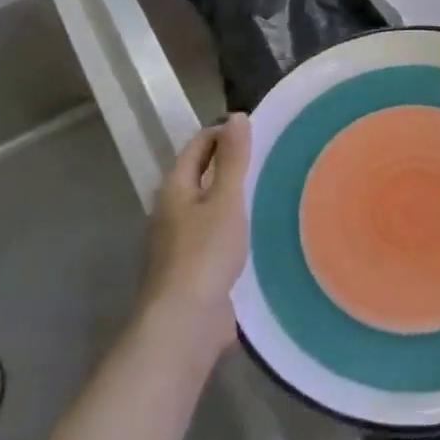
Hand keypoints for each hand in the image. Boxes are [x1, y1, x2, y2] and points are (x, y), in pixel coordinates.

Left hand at [141, 114, 250, 366]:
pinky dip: (233, 226)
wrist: (185, 322)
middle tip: (267, 157)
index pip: (197, 147)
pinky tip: (257, 231)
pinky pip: (214, 235)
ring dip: (231, 197)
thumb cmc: (204, 253)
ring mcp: (178, 242)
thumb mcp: (225, 200)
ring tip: (268, 190)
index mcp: (174, 189)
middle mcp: (171, 211)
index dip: (222, 133)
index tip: (255, 130)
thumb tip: (236, 116)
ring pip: (207, 207)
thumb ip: (233, 159)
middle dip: (228, 164)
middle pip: (199, 176)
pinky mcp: (192, 269)